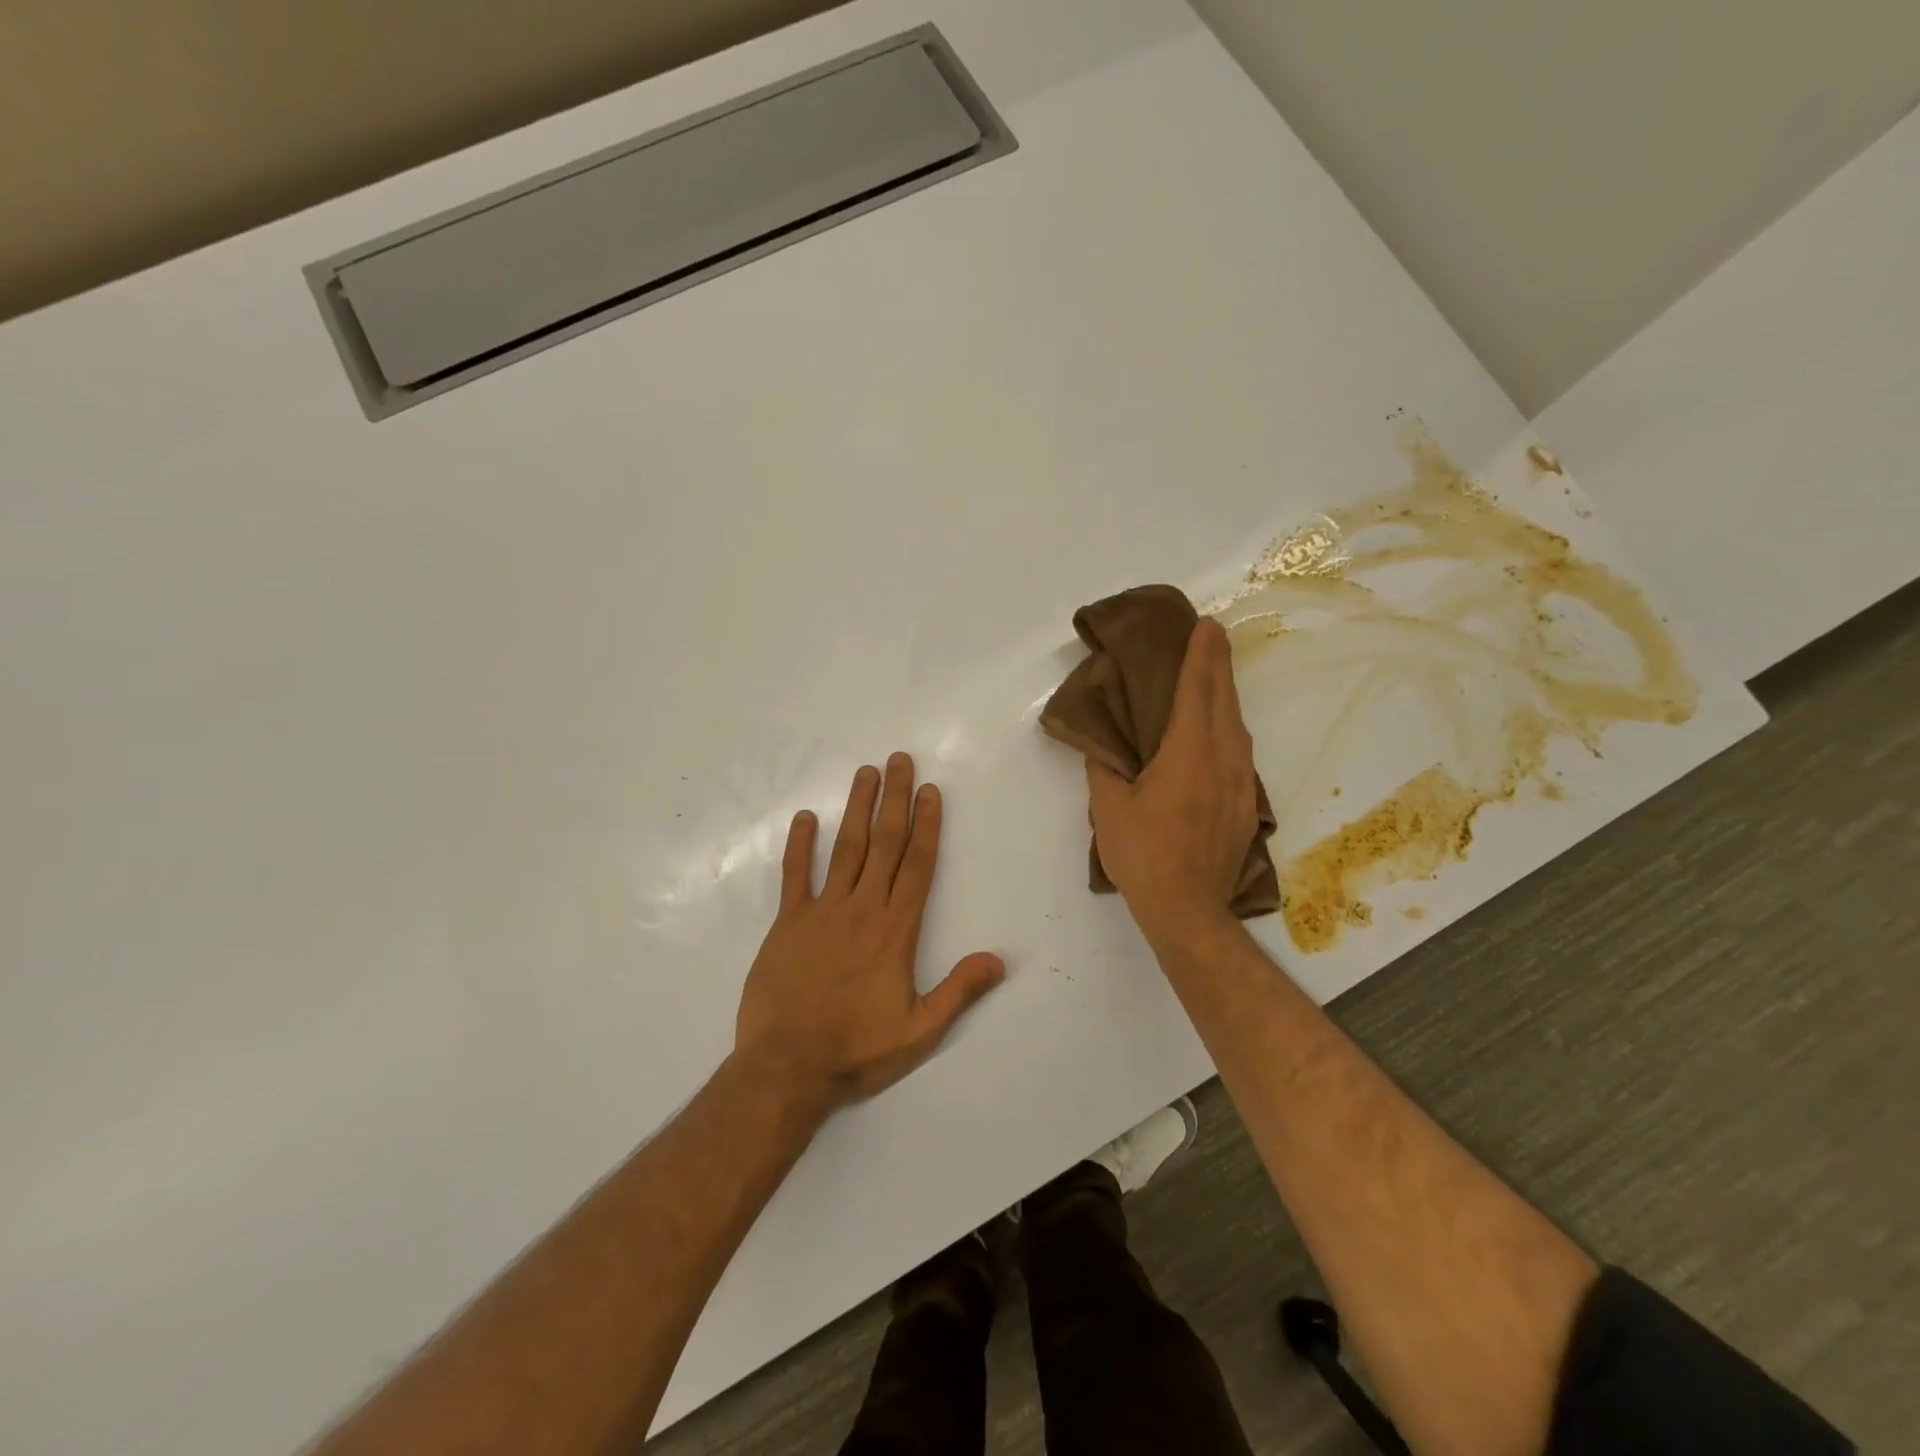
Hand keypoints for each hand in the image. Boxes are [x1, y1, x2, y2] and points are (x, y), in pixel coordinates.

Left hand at [735, 753, 1005, 1111]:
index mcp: (896, 930)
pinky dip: (800, 845)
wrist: (786, 1068)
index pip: (917, 865)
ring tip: (865, 773)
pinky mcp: (787, 923)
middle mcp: (862, 909)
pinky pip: (794, 876)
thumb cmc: (856, 1050)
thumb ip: (958, 991)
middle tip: (898, 760)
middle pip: (884, 844)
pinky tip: (805, 817)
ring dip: (856, 808)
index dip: (926, 825)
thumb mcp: (919, 1031)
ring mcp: (822, 912)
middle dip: (894, 800)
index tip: (929, 790)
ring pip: (844, 849)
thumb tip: (999, 959)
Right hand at [1087, 618, 1258, 948]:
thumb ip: (1105, 768)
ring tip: (1212, 678)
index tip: (1206, 625)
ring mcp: (1241, 782)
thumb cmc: (1144, 855)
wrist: (1189, 909)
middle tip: (1212, 636)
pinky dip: (1227, 727)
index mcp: (1188, 753)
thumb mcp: (1109, 809)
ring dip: (1225, 695)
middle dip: (1218, 664)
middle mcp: (1223, 758)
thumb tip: (1104, 743)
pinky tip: (1217, 732)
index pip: (1197, 690)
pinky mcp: (1246, 803)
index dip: (1201, 654)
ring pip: (1236, 725)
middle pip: (1224, 699)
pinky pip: (1239, 751)